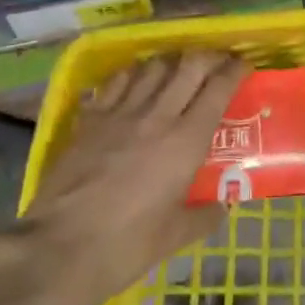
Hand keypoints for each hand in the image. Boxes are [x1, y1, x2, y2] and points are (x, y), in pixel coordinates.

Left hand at [19, 51, 246, 302]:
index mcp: (186, 141)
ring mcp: (121, 112)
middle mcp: (158, 116)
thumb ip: (204, 216)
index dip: (235, 70)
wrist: (60, 248)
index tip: (244, 65)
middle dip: (208, 56)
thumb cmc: (126, 246)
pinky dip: (134, 73)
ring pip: (153, 65)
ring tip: (177, 69)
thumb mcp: (175, 237)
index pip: (218, 89)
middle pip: (189, 65)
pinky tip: (136, 81)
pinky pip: (117, 80)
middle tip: (216, 62)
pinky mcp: (91, 118)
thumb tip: (223, 205)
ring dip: (172, 61)